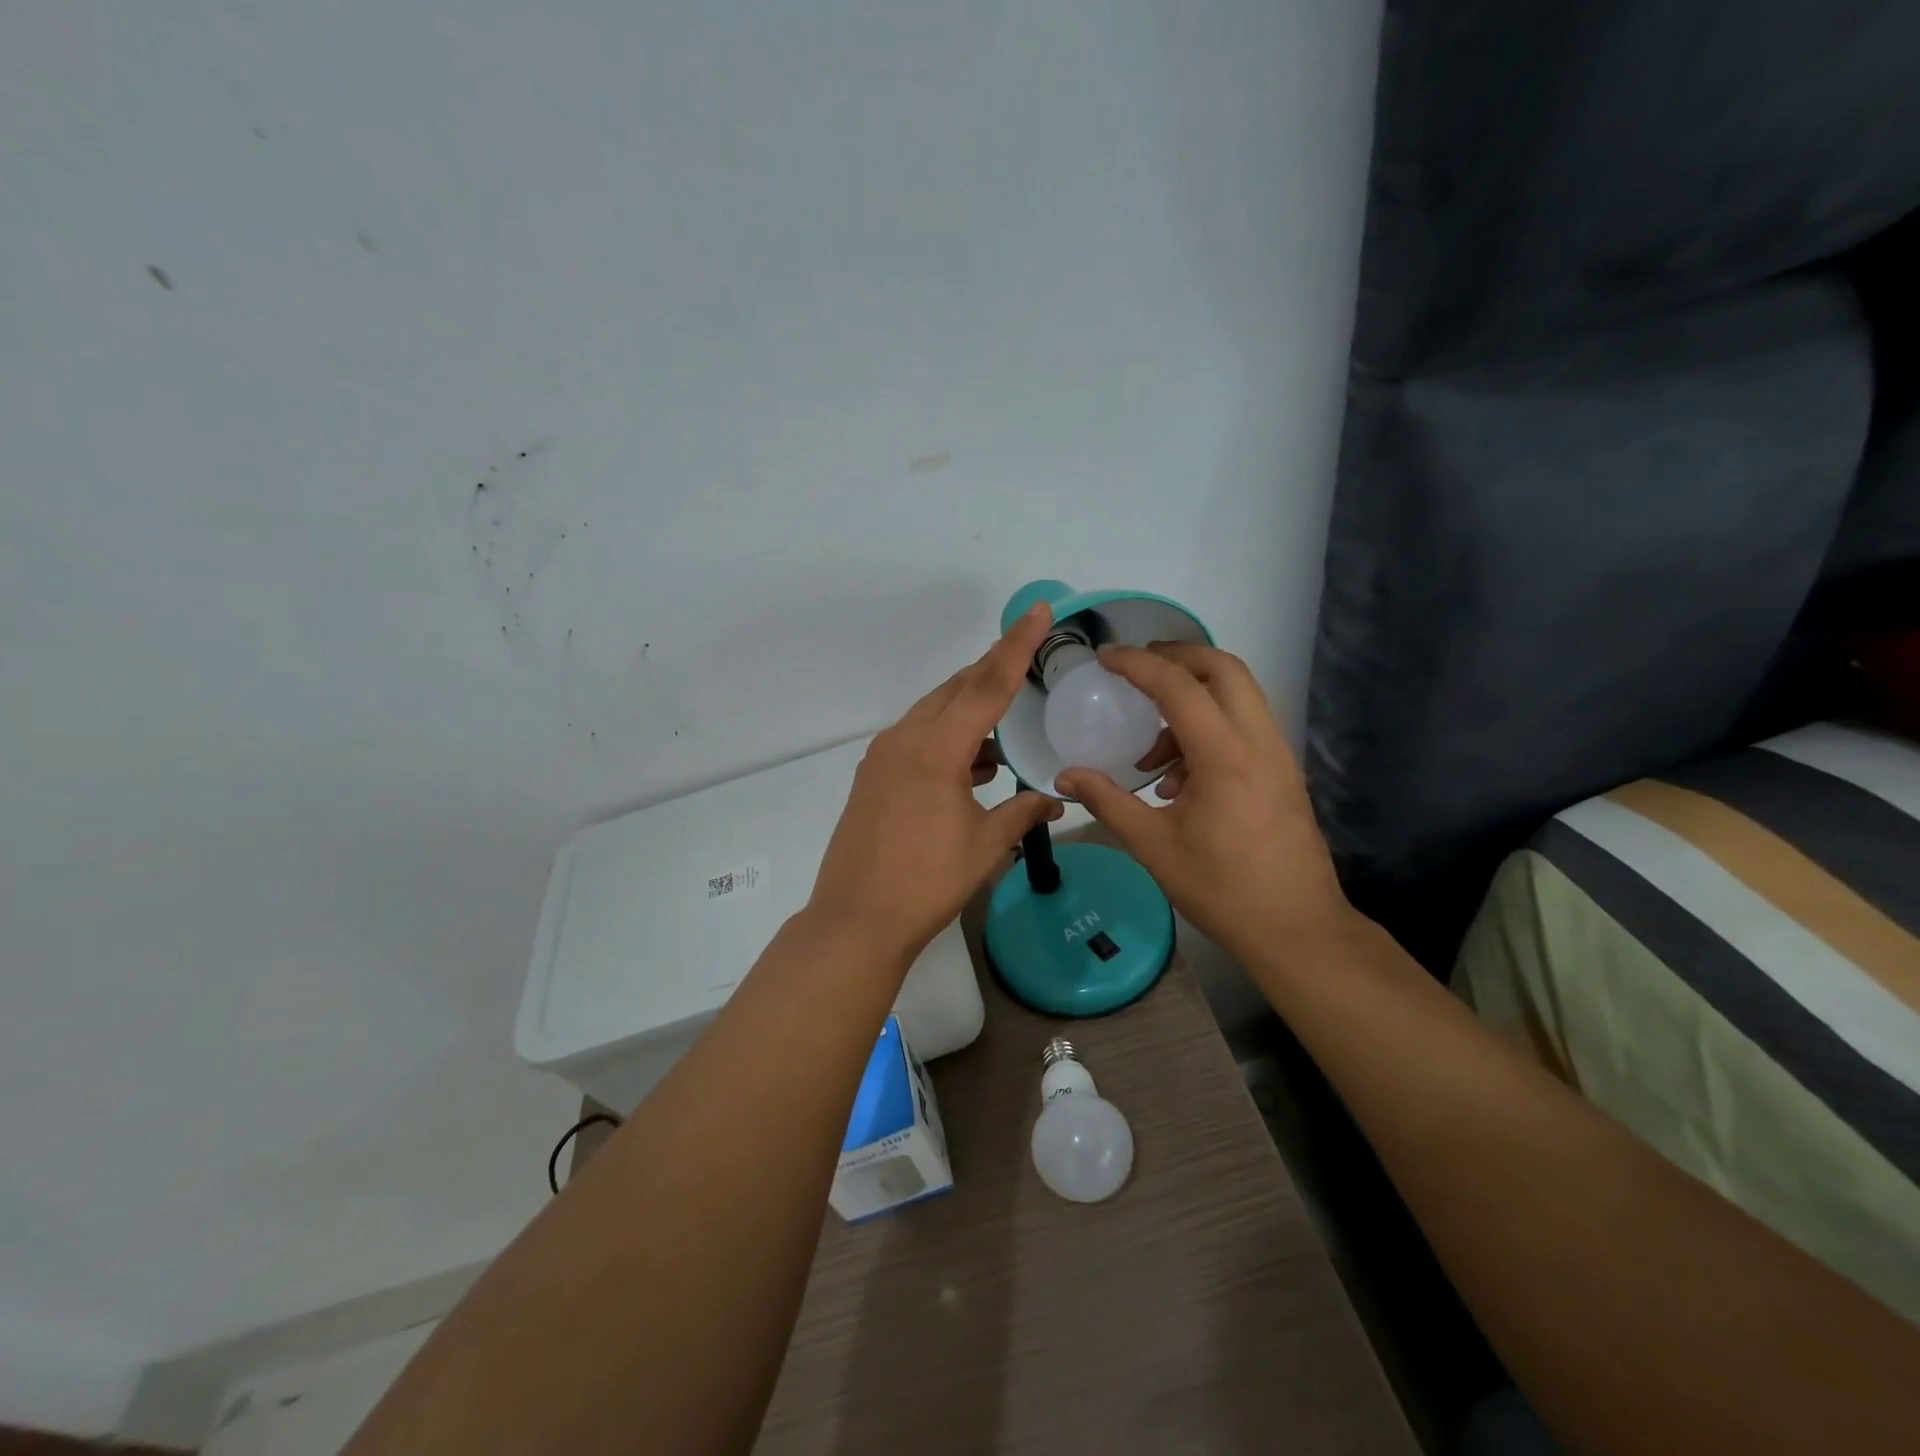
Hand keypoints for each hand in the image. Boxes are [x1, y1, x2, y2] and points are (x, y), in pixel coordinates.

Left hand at [807, 603, 1064, 966]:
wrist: (856, 920)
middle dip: (992, 669)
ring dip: (969, 709)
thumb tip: (1056, 800)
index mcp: (936, 749)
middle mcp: (905, 740)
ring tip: (1005, 718)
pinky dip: (947, 738)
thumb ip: (1023, 812)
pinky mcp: (872, 777)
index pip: (987, 686)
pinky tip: (973, 762)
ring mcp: (883, 757)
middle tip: (1026, 654)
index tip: (1037, 611)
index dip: (1016, 646)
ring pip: (933, 713)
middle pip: (955, 690)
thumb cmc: (927, 882)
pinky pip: (917, 739)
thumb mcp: (985, 845)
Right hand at [1054, 643, 1353, 970]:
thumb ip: (1107, 802)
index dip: (1137, 664)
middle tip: (1136, 669)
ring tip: (1151, 750)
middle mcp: (1258, 742)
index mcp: (1224, 755)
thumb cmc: (1222, 889)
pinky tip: (1179, 780)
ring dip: (1193, 698)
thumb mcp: (1154, 846)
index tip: (1104, 659)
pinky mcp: (1284, 773)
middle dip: (1177, 657)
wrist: (1298, 929)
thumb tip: (1064, 776)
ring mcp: (1278, 756)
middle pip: (1223, 668)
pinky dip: (1210, 728)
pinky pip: (1246, 726)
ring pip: (1239, 695)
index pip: (1178, 685)